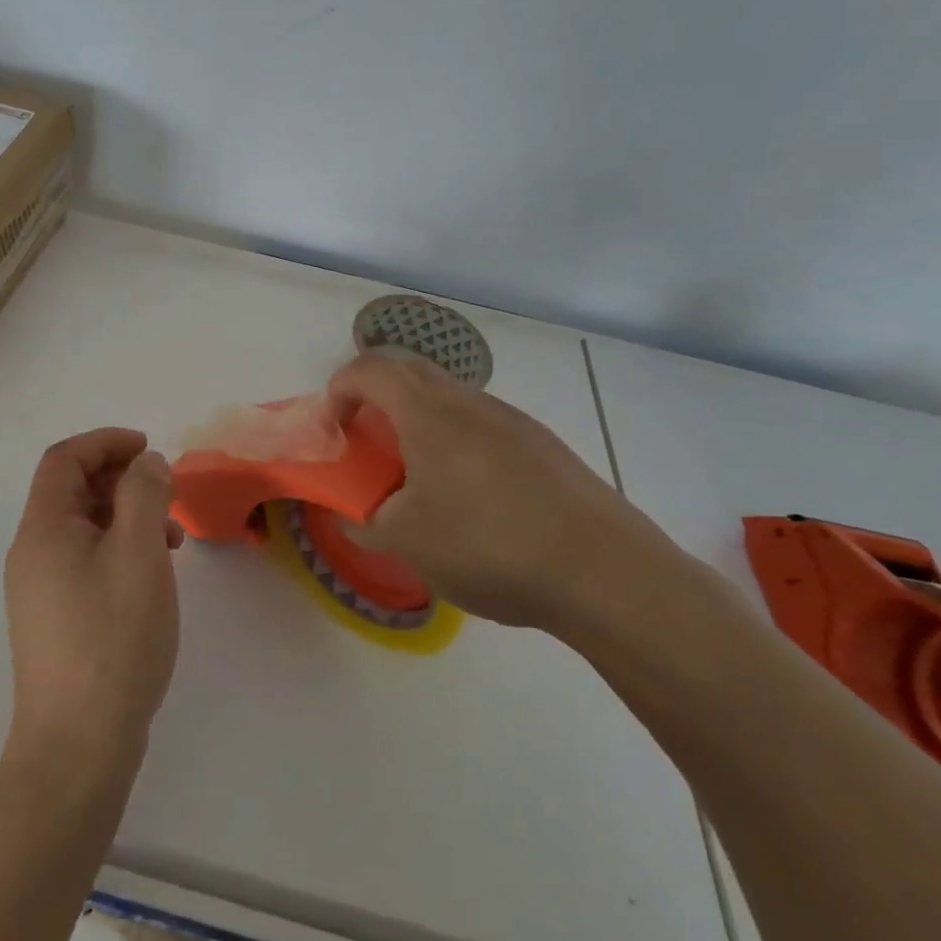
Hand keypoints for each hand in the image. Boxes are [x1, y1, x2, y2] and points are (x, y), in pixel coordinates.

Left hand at [2, 429, 180, 779]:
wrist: (77, 746)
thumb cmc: (112, 639)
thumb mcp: (139, 555)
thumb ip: (144, 495)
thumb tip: (146, 462)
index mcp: (43, 529)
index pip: (64, 459)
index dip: (106, 442)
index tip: (149, 449)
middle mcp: (32, 552)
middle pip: (71, 490)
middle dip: (120, 479)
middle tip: (165, 493)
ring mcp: (40, 588)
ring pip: (82, 527)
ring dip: (124, 516)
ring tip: (170, 538)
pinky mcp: (54, 618)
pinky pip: (85, 560)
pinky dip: (118, 549)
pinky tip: (150, 575)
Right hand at [327, 350, 689, 633]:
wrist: (605, 572)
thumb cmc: (489, 546)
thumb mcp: (407, 543)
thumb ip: (365, 522)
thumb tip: (355, 515)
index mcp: (428, 414)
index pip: (370, 368)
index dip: (340, 388)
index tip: (335, 429)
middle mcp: (469, 402)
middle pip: (410, 370)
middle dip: (376, 396)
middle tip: (368, 442)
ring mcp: (511, 420)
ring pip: (449, 397)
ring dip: (419, 420)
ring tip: (418, 477)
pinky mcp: (543, 445)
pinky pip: (482, 423)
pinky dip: (456, 441)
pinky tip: (472, 498)